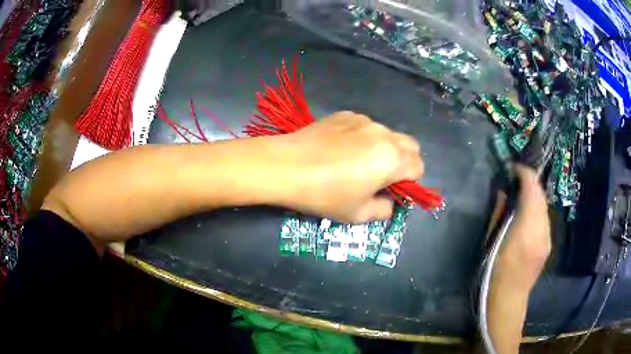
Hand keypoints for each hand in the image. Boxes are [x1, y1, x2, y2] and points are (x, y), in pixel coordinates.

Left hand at [274, 111, 423, 222]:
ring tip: (358, 161)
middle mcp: (384, 134)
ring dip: (384, 148)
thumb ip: (384, 210)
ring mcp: (363, 120)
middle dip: (404, 161)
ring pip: (387, 134)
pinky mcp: (345, 114)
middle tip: (382, 176)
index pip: (418, 167)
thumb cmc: (325, 194)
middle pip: (410, 146)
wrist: (286, 166)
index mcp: (393, 159)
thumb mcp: (358, 214)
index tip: (393, 190)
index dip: (410, 181)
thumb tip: (389, 202)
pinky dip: (363, 137)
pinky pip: (365, 126)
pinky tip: (340, 148)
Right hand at [499, 165, 551, 287]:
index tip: (513, 167)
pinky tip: (527, 218)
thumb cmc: (494, 270)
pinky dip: (537, 211)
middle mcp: (543, 228)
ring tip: (521, 197)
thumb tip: (504, 191)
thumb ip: (500, 212)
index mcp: (528, 226)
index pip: (532, 187)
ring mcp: (548, 236)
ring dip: (534, 197)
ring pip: (544, 206)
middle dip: (530, 183)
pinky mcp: (548, 243)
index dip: (524, 172)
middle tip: (515, 180)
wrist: (508, 299)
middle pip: (541, 195)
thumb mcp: (492, 239)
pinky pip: (544, 219)